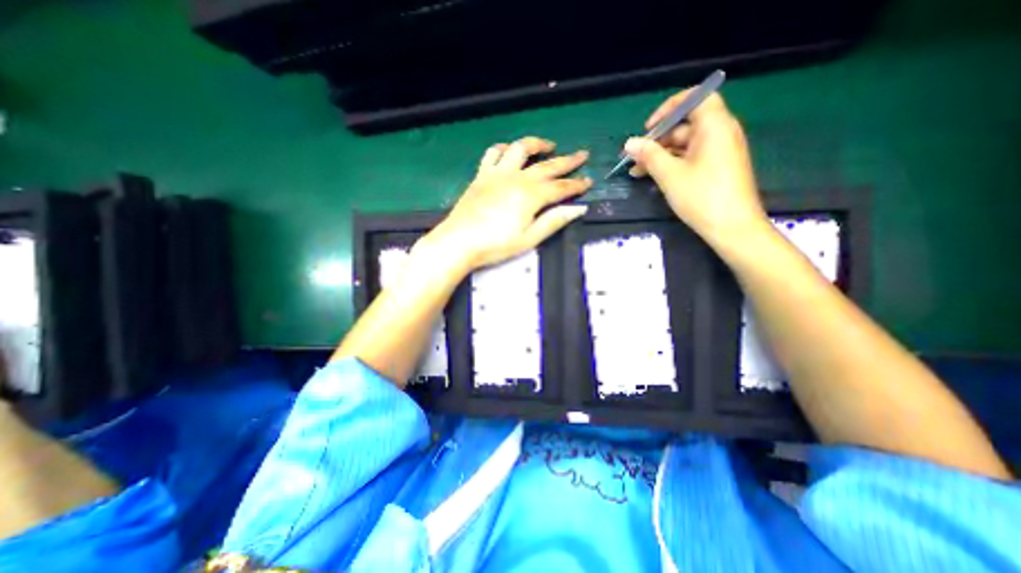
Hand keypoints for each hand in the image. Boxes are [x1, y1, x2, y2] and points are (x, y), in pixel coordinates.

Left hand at [428, 136, 595, 273]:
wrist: (459, 242)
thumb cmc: (496, 245)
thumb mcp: (529, 239)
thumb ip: (553, 221)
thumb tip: (579, 208)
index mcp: (531, 196)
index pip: (561, 187)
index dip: (576, 184)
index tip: (589, 181)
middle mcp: (517, 178)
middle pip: (547, 165)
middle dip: (567, 161)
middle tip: (581, 155)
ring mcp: (497, 174)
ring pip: (520, 149)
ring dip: (536, 144)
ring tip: (548, 146)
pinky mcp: (481, 175)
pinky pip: (492, 154)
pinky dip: (503, 148)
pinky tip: (509, 150)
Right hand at [626, 90, 769, 247]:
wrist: (733, 228)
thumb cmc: (701, 196)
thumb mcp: (669, 175)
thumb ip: (649, 155)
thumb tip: (629, 143)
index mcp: (714, 126)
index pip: (695, 98)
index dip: (669, 108)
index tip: (648, 127)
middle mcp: (720, 133)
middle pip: (686, 125)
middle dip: (658, 139)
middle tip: (635, 156)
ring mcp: (719, 152)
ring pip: (685, 144)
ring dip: (660, 155)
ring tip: (636, 171)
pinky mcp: (717, 168)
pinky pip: (691, 158)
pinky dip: (672, 164)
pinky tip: (652, 177)